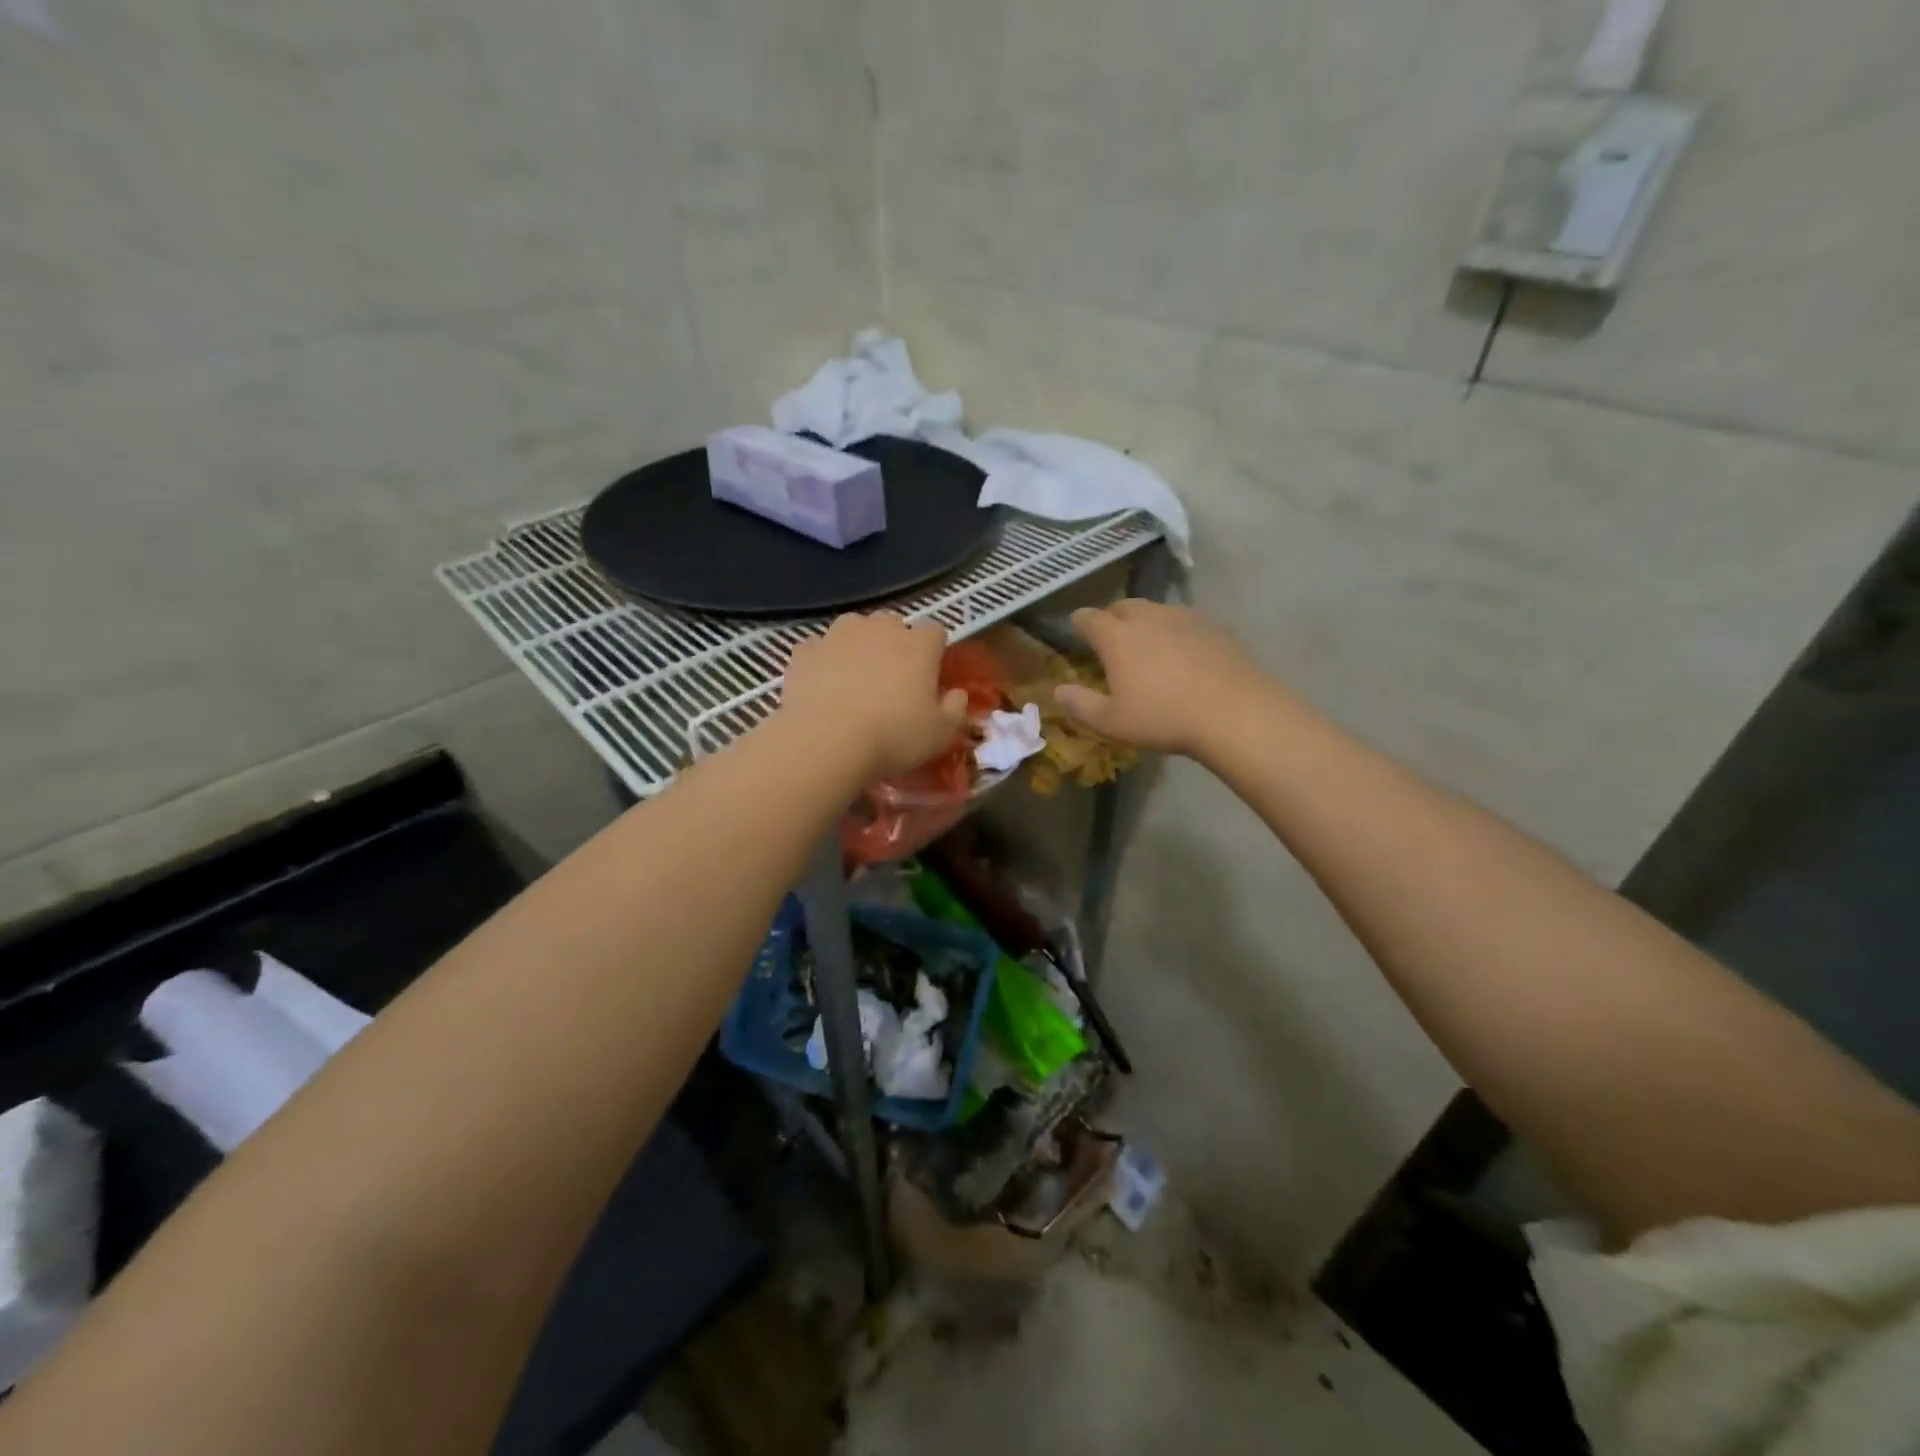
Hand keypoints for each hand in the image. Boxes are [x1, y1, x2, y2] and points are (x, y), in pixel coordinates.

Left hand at [780, 613, 967, 779]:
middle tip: (892, 679)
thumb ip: (955, 709)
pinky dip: (823, 662)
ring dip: (857, 646)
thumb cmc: (894, 737)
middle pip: (892, 624)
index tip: (930, 674)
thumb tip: (957, 694)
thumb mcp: (940, 734)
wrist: (827, 741)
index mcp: (918, 644)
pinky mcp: (805, 651)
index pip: (935, 630)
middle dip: (894, 644)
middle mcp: (879, 629)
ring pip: (853, 628)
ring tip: (855, 679)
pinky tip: (823, 686)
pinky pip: (819, 649)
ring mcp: (838, 635)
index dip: (934, 650)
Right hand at [1057, 600, 1268, 757]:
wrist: (1234, 712)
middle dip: (1112, 619)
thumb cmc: (1163, 717)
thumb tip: (1058, 690)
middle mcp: (1147, 616)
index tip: (1076, 630)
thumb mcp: (1112, 721)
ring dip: (1144, 623)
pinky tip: (1181, 656)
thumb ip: (1080, 704)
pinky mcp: (1213, 627)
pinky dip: (1174, 633)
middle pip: (1122, 606)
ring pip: (1155, 611)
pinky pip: (1184, 622)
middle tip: (1111, 641)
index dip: (1079, 623)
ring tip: (1147, 647)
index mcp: (1117, 636)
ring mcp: (1184, 617)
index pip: (1088, 617)